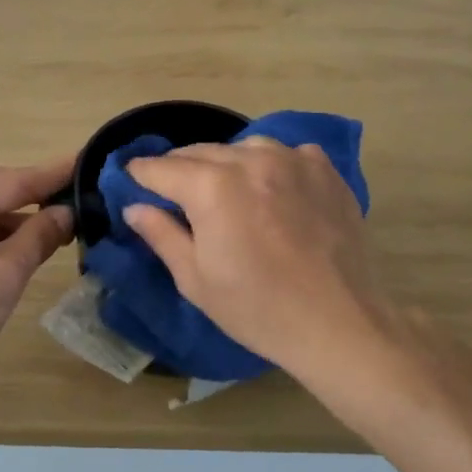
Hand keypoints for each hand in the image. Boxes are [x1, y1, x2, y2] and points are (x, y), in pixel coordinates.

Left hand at [0, 157, 74, 392]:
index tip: (91, 160)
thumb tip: (66, 212)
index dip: (56, 174)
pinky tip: (27, 249)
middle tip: (85, 198)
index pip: (16, 179)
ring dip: (21, 221)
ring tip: (65, 228)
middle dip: (40, 196)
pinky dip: (1, 238)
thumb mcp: (2, 276)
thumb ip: (38, 237)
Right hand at [123, 137, 393, 382]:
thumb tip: (134, 207)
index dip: (140, 176)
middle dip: (179, 169)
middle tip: (173, 194)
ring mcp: (292, 160)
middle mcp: (250, 160)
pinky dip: (270, 165)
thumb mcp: (195, 279)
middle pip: (198, 151)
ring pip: (241, 147)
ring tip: (226, 191)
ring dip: (225, 164)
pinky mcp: (325, 170)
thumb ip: (161, 234)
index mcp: (211, 186)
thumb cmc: (257, 309)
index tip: (132, 182)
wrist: (339, 324)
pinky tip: (273, 191)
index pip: (160, 168)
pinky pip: (286, 153)